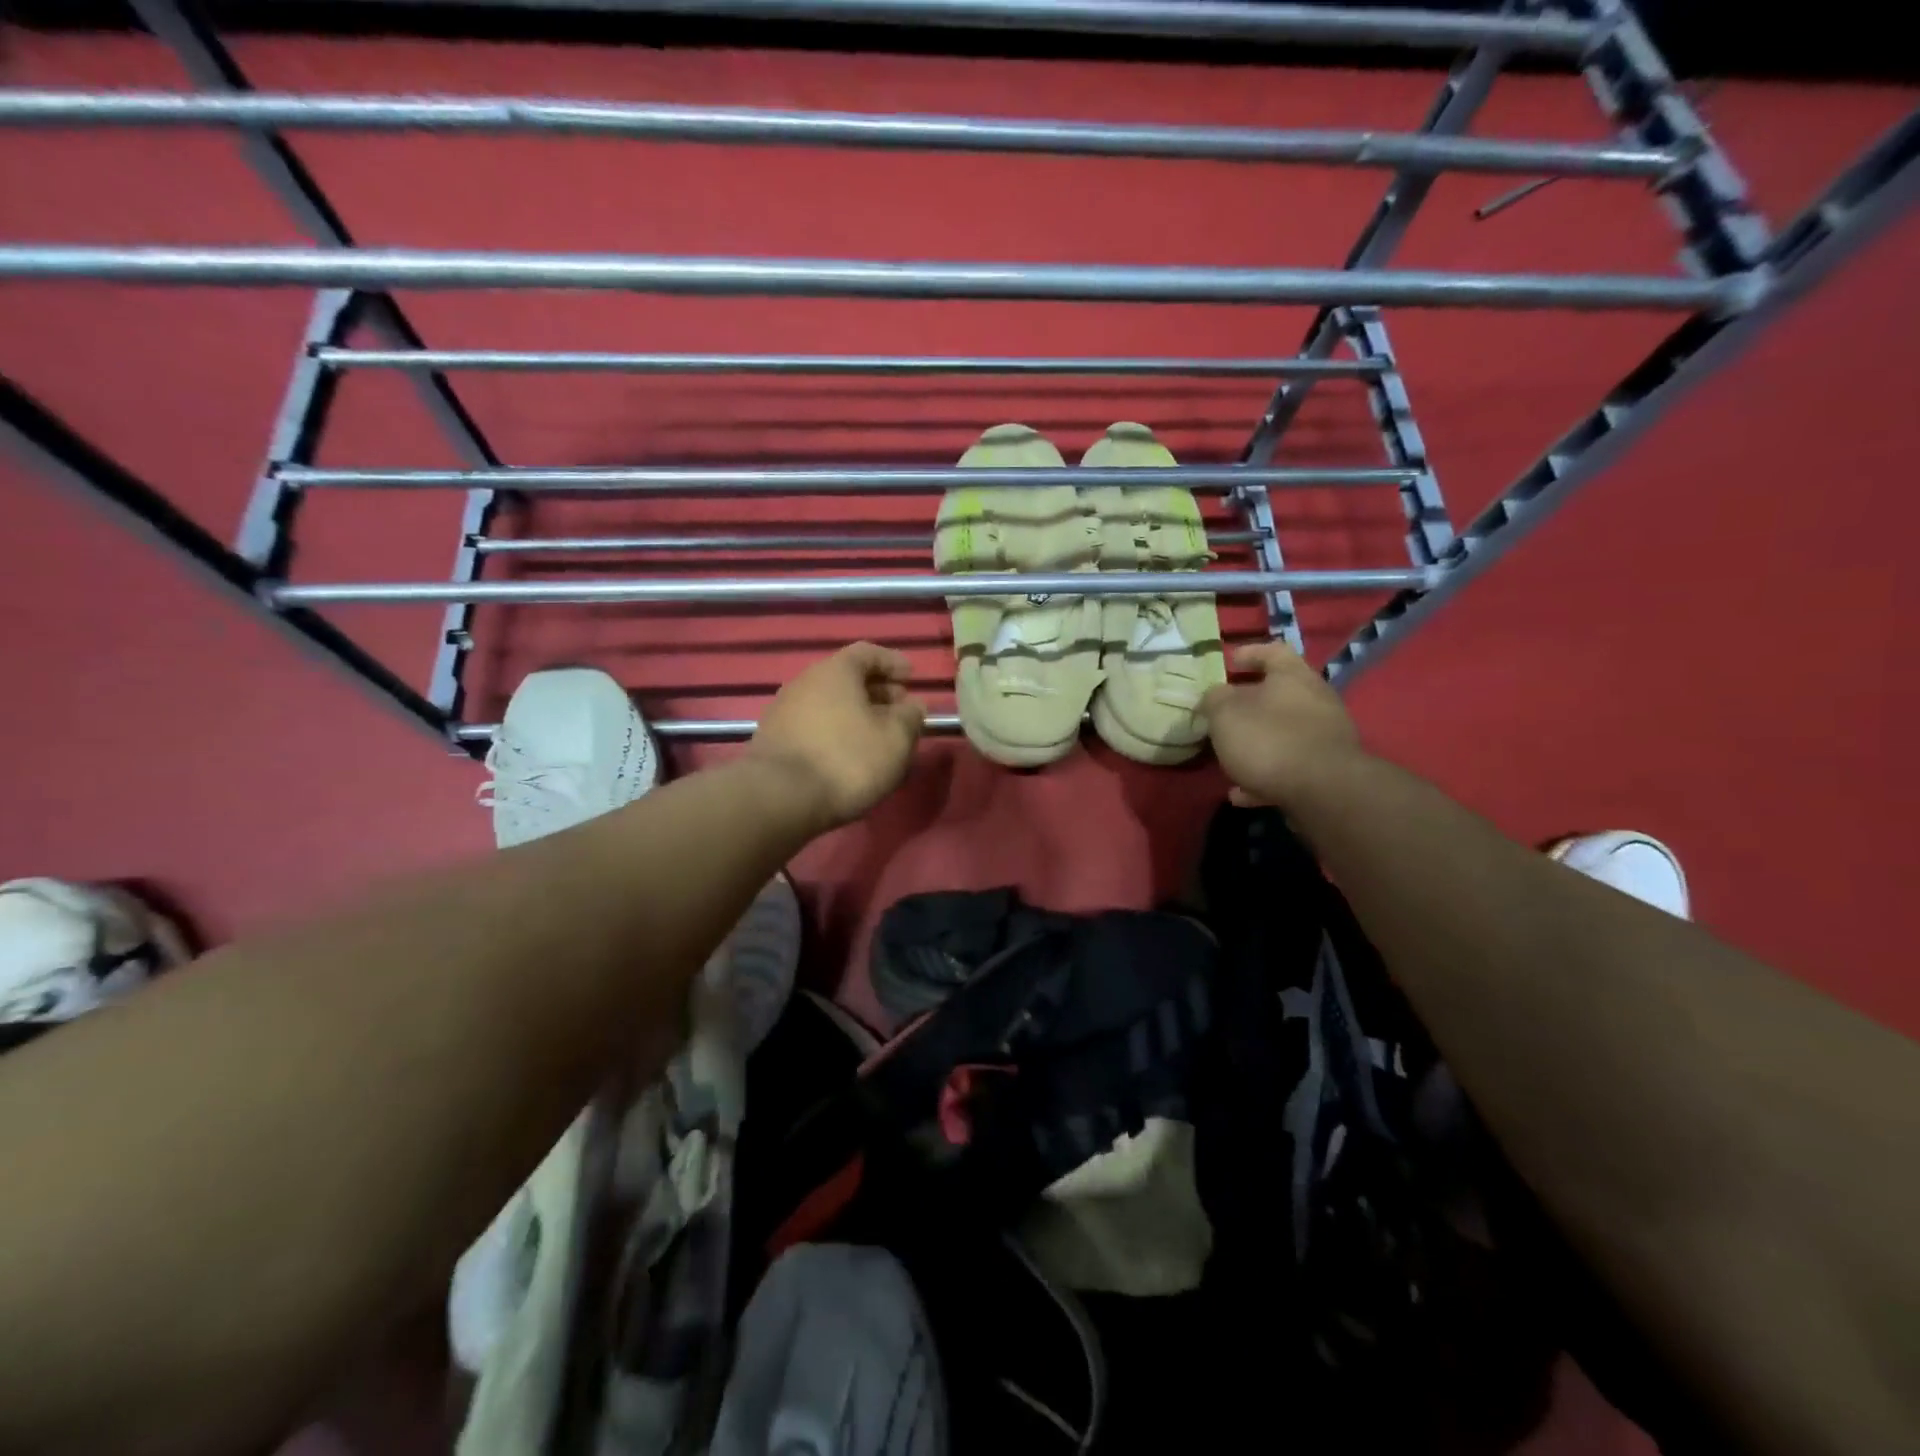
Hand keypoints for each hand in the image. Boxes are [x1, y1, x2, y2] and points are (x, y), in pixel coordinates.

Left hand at [749, 642, 926, 828]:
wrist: (779, 798)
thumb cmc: (847, 759)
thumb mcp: (895, 739)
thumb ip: (910, 717)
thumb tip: (911, 706)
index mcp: (835, 671)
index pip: (868, 652)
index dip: (893, 663)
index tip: (911, 678)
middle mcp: (805, 681)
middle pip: (846, 678)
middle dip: (876, 691)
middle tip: (899, 710)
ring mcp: (783, 710)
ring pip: (829, 703)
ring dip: (855, 714)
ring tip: (877, 737)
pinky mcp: (773, 739)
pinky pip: (813, 726)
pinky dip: (835, 732)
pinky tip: (848, 755)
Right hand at [1200, 641, 1364, 810]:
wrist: (1323, 790)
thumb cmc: (1268, 739)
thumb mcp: (1225, 713)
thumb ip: (1214, 699)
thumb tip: (1215, 696)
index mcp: (1292, 676)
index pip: (1273, 651)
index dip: (1250, 653)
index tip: (1229, 661)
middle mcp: (1315, 700)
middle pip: (1280, 694)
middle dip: (1249, 705)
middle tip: (1222, 715)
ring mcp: (1324, 736)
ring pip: (1282, 733)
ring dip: (1255, 744)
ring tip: (1227, 760)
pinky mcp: (1326, 770)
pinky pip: (1288, 767)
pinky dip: (1264, 777)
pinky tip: (1241, 794)